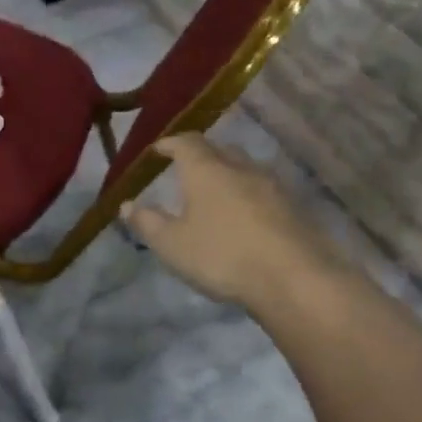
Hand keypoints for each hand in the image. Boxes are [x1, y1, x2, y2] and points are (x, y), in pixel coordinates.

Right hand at [121, 134, 331, 308]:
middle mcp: (241, 168)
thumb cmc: (222, 256)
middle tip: (186, 169)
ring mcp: (273, 186)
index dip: (170, 143)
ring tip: (214, 194)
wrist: (294, 278)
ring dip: (228, 175)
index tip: (158, 149)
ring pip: (245, 169)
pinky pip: (263, 191)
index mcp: (207, 170)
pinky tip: (243, 217)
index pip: (187, 142)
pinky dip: (248, 196)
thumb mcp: (172, 245)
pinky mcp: (294, 207)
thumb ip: (147, 222)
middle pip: (220, 150)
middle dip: (201, 155)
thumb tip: (127, 204)